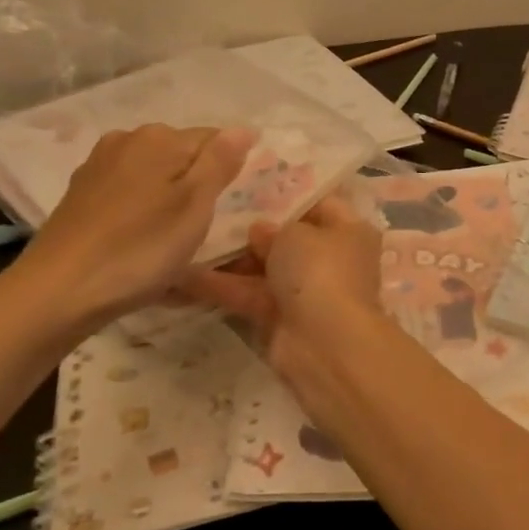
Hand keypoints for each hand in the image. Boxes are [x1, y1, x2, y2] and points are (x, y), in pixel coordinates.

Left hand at [4, 124, 254, 336]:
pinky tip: (140, 239)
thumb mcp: (195, 206)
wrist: (58, 291)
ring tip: (173, 238)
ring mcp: (99, 166)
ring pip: (154, 174)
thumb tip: (242, 128)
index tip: (230, 207)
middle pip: (182, 155)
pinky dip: (143, 210)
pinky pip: (130, 192)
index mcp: (161, 138)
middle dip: (198, 183)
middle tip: (203, 227)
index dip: (229, 171)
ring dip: (170, 197)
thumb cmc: (140, 249)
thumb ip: (220, 162)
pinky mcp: (81, 194)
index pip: (216, 139)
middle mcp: (127, 140)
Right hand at [184, 195, 389, 406]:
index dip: (286, 195)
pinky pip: (248, 295)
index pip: (319, 204)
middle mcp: (331, 259)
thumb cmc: (320, 271)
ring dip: (228, 259)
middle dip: (251, 229)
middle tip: (209, 210)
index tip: (248, 185)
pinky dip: (220, 286)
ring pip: (263, 269)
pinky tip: (179, 274)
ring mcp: (306, 291)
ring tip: (186, 238)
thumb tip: (259, 231)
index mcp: (349, 230)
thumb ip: (273, 227)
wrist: (325, 344)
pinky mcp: (280, 319)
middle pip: (288, 238)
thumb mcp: (295, 234)